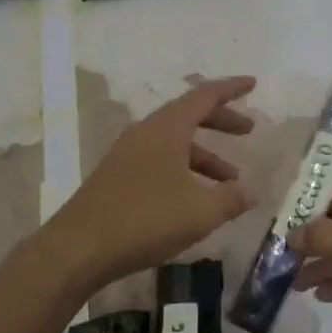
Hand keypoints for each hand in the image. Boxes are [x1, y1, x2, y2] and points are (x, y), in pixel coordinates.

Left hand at [44, 76, 257, 288]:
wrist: (79, 249)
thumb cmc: (145, 219)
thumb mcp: (200, 211)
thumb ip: (231, 199)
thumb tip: (251, 192)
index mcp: (167, 128)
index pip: (204, 96)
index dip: (231, 89)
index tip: (252, 83)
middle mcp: (146, 133)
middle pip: (189, 116)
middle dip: (221, 121)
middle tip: (248, 130)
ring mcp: (128, 155)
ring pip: (175, 143)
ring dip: (205, 156)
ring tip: (231, 182)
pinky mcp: (118, 178)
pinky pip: (160, 161)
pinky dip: (185, 171)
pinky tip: (196, 200)